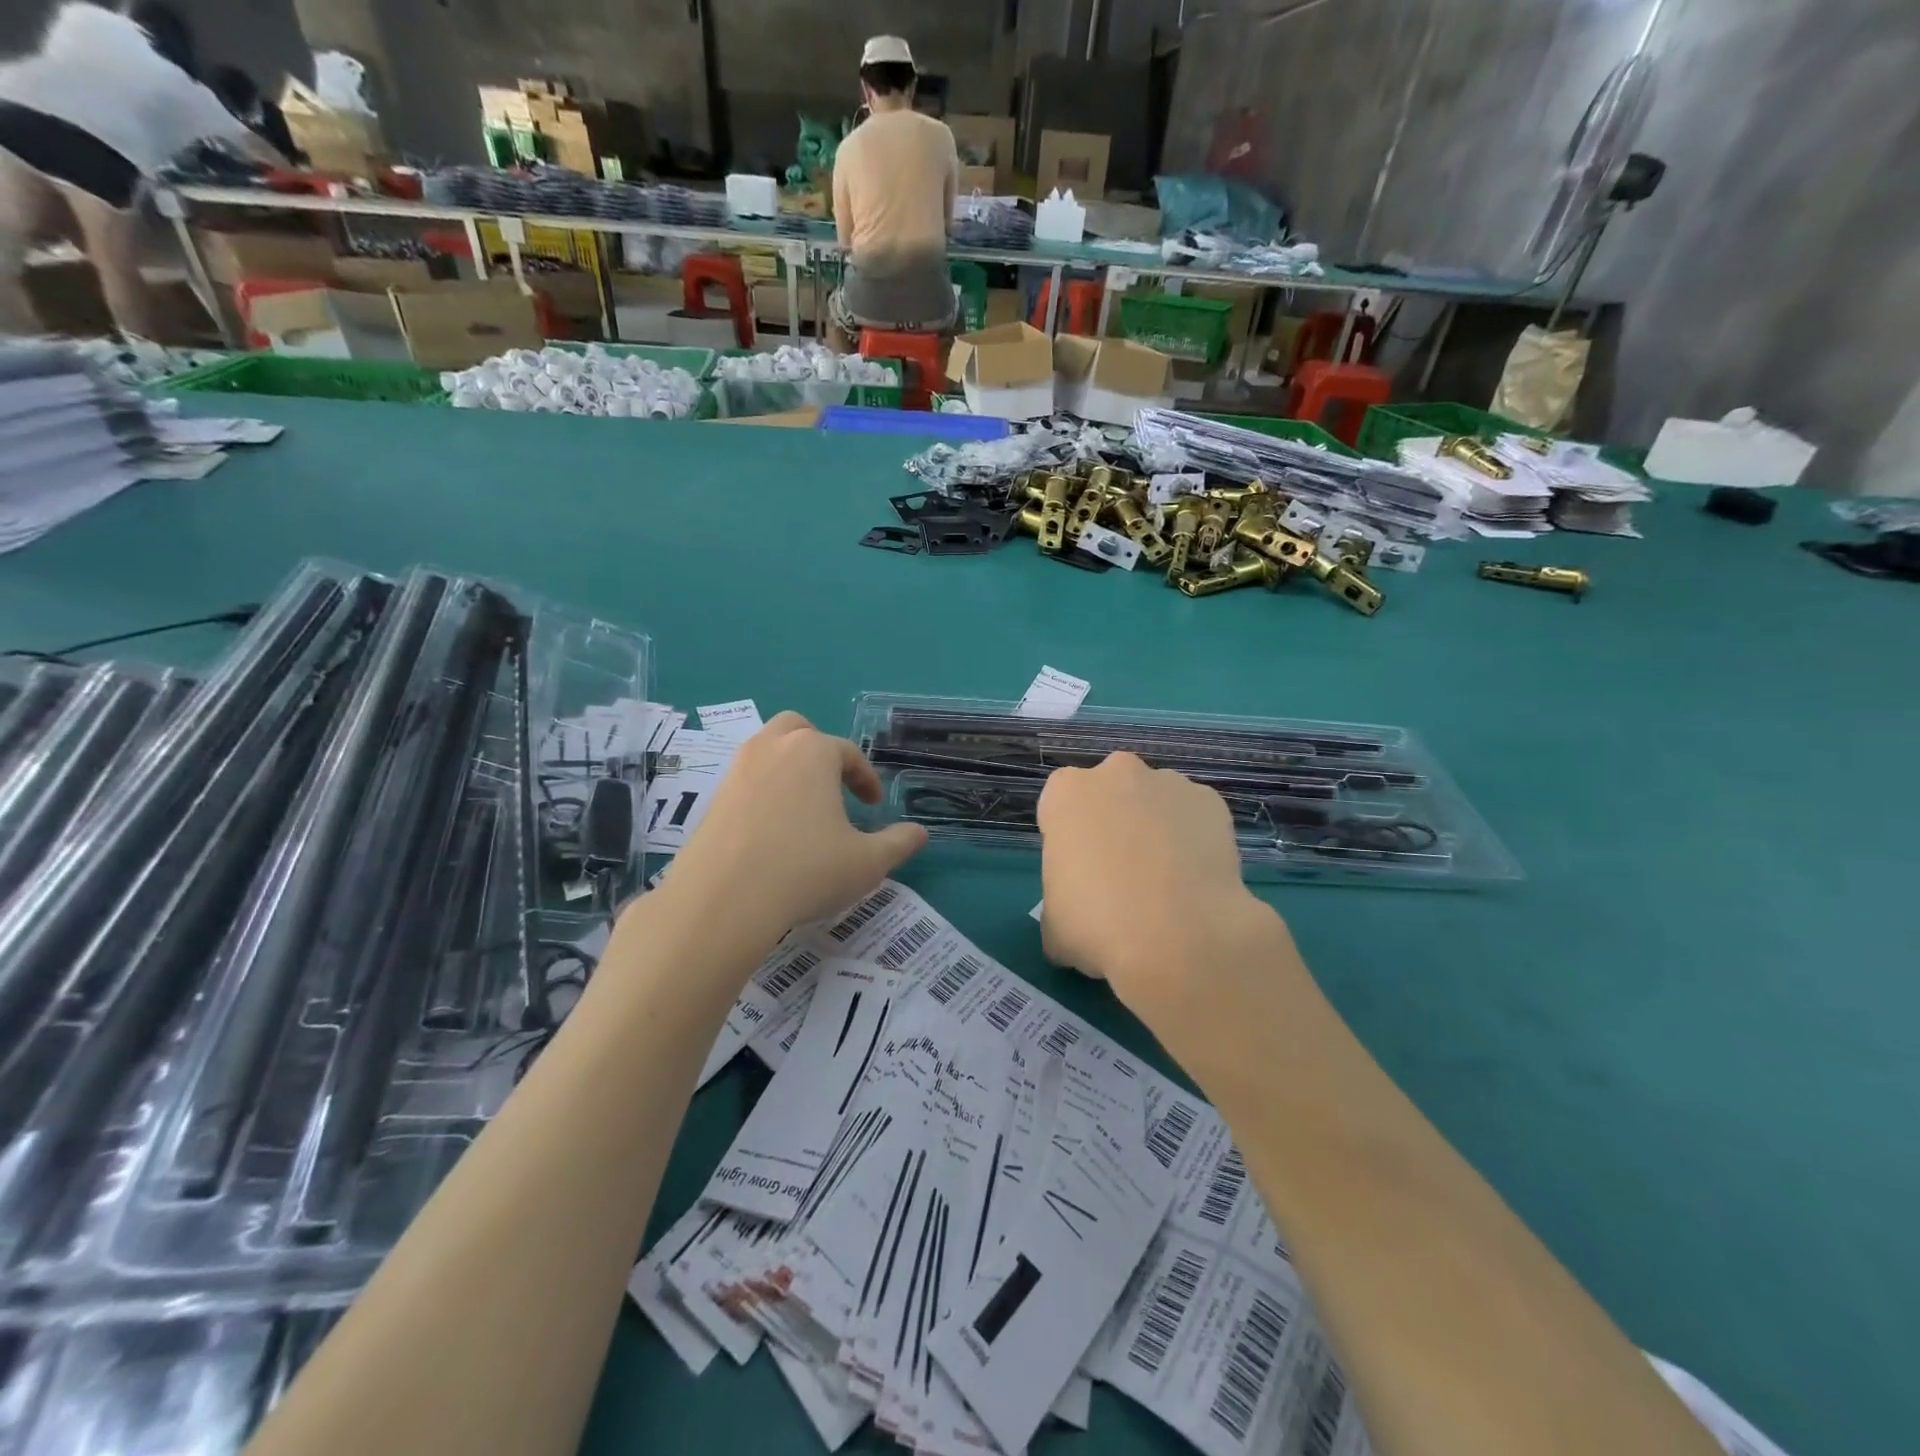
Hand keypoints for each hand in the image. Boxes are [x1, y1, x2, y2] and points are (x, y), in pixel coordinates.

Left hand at [668, 712, 927, 940]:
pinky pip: (746, 780)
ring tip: (804, 806)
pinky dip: (764, 790)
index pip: (848, 753)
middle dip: (820, 751)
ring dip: (789, 767)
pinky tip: (773, 828)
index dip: (866, 779)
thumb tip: (919, 833)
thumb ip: (898, 843)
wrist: (724, 900)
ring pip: (767, 750)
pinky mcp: (713, 797)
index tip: (874, 805)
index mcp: (813, 752)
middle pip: (799, 730)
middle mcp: (773, 748)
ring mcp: (737, 770)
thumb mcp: (867, 863)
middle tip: (833, 785)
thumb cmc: (806, 871)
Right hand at [1036, 753, 1292, 1024]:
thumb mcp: (1053, 924)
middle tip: (1120, 874)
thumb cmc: (1097, 925)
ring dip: (1155, 828)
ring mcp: (1168, 783)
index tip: (1079, 874)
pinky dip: (1194, 840)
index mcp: (1066, 793)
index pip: (1060, 807)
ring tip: (1165, 882)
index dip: (1070, 841)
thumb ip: (1059, 904)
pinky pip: (1195, 818)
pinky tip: (1195, 881)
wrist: (1179, 936)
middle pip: (1110, 792)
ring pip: (1154, 801)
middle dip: (1114, 822)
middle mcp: (1116, 773)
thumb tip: (1077, 919)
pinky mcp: (1210, 802)